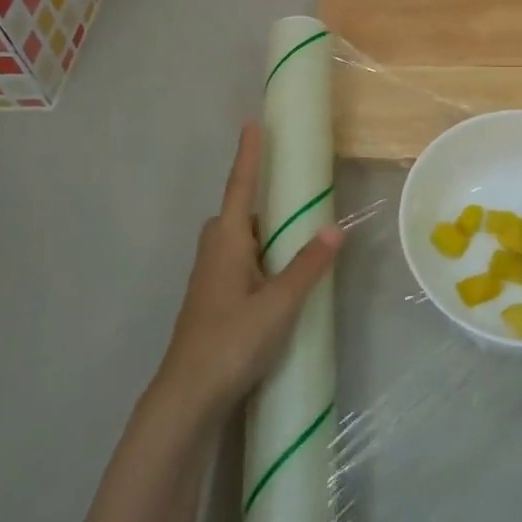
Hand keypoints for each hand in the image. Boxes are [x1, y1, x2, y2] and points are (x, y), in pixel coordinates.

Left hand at [151, 123, 342, 421]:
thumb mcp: (278, 304)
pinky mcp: (213, 301)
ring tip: (295, 241)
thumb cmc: (231, 341)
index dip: (249, 155)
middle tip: (294, 196)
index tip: (253, 123)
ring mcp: (210, 278)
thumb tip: (334, 228)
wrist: (187, 398)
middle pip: (239, 213)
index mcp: (227, 241)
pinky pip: (240, 263)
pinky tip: (278, 280)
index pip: (241, 187)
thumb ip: (307, 266)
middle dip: (262, 200)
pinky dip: (259, 258)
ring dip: (263, 234)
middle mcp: (215, 252)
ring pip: (240, 241)